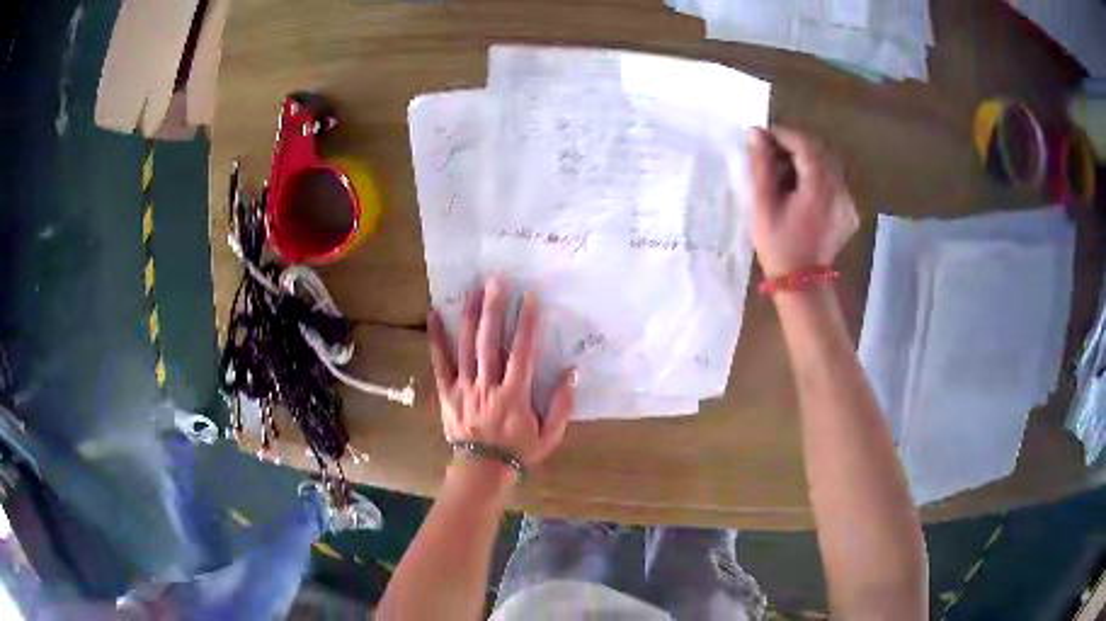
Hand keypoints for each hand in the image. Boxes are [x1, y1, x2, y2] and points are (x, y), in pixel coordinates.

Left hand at [428, 277, 575, 473]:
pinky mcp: (447, 392)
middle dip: (495, 309)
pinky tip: (434, 315)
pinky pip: (440, 363)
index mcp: (514, 395)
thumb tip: (572, 372)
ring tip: (474, 290)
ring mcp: (464, 387)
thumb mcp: (550, 435)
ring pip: (466, 347)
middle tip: (497, 281)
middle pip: (490, 342)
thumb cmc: (519, 451)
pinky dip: (437, 339)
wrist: (482, 471)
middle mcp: (487, 385)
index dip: (527, 324)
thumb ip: (562, 404)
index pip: (522, 352)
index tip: (531, 298)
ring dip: (471, 316)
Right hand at [747, 127, 858, 276]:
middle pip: (818, 153)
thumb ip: (761, 165)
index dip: (782, 135)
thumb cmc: (779, 246)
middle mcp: (840, 190)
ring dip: (804, 163)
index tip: (761, 138)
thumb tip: (756, 133)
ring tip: (782, 176)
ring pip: (826, 167)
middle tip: (769, 157)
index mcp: (820, 186)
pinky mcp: (848, 212)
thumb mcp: (764, 205)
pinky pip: (832, 183)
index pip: (804, 144)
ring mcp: (847, 202)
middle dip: (792, 148)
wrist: (801, 284)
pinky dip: (815, 178)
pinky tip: (799, 193)